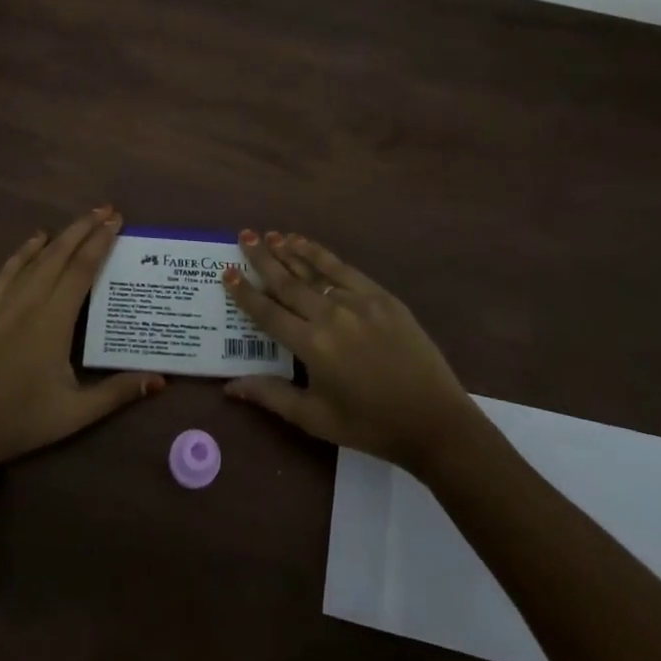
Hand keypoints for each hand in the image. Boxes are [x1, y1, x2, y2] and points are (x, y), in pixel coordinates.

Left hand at [0, 206, 164, 477]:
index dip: (100, 242)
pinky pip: (6, 270)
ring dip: (59, 236)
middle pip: (60, 255)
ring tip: (80, 221)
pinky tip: (34, 240)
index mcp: (54, 321)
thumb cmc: (18, 422)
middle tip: (106, 210)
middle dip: (84, 229)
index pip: (82, 270)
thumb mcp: (74, 414)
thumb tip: (160, 379)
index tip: (116, 221)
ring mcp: (0, 303)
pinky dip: (23, 252)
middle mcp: (28, 302)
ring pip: (34, 258)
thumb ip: (117, 392)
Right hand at [222, 232, 480, 477]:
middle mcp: (331, 316)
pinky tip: (306, 244)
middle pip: (288, 282)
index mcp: (312, 347)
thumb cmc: (370, 425)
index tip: (226, 272)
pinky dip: (321, 255)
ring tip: (269, 235)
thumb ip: (271, 396)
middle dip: (262, 258)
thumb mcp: (315, 419)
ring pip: (314, 270)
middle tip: (243, 236)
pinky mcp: (381, 297)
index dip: (244, 293)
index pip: (268, 313)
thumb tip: (229, 386)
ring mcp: (358, 302)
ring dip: (289, 251)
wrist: (434, 421)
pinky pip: (344, 269)